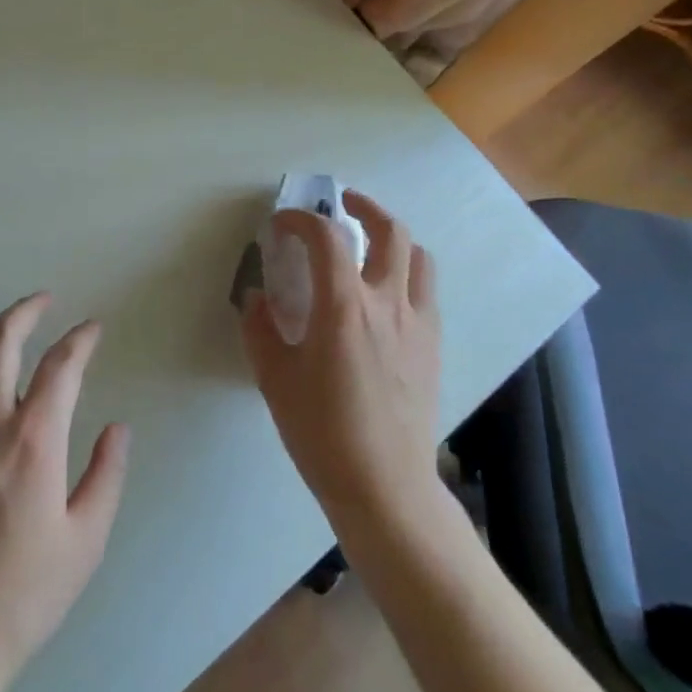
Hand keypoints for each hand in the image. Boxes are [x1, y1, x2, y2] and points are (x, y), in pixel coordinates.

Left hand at [0, 294, 129, 691]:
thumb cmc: (18, 598)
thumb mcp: (83, 543)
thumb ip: (106, 476)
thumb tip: (117, 428)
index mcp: (33, 438)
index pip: (62, 363)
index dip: (81, 338)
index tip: (92, 328)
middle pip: (1, 337)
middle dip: (26, 310)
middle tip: (43, 302)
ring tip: (2, 336)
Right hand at [242, 191, 441, 538]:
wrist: (385, 487)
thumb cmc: (322, 433)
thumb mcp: (275, 380)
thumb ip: (261, 330)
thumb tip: (258, 299)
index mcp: (344, 308)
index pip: (327, 237)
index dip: (301, 220)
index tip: (282, 225)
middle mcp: (387, 304)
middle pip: (389, 231)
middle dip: (363, 206)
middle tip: (341, 203)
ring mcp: (418, 324)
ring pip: (418, 257)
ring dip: (393, 238)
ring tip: (370, 243)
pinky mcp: (434, 346)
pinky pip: (426, 291)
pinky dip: (407, 273)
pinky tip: (386, 295)